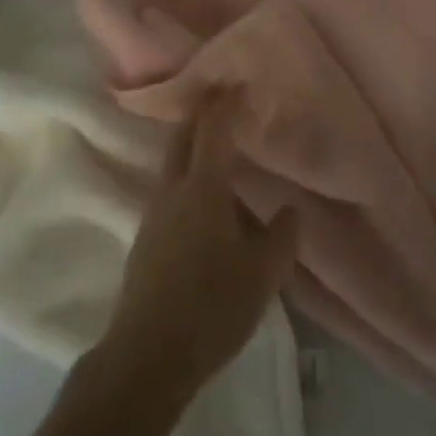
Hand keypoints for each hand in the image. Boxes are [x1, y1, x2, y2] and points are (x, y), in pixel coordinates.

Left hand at [99, 90, 299, 406]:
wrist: (148, 354)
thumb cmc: (212, 307)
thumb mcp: (262, 275)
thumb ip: (281, 237)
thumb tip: (289, 209)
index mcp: (202, 188)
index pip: (213, 129)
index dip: (225, 102)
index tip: (237, 80)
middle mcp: (172, 190)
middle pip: (183, 136)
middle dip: (201, 112)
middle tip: (223, 98)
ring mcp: (153, 213)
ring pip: (172, 162)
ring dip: (193, 143)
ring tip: (220, 144)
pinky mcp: (146, 237)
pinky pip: (169, 187)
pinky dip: (187, 173)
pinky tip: (205, 197)